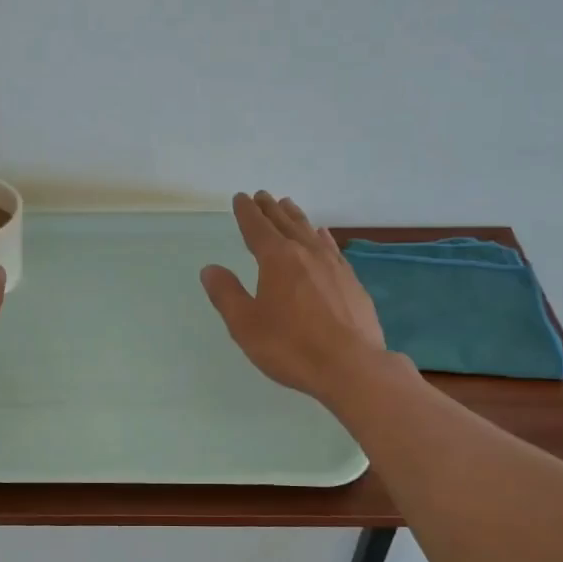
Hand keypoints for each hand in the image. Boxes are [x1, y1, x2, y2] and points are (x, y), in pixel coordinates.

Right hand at [200, 191, 389, 400]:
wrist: (351, 366)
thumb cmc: (291, 346)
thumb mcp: (246, 325)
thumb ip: (226, 294)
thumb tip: (210, 269)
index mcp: (277, 259)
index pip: (257, 228)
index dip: (247, 212)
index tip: (241, 198)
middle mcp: (306, 253)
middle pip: (285, 223)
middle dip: (270, 209)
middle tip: (262, 195)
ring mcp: (333, 265)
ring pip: (310, 231)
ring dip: (296, 217)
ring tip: (287, 205)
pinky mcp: (351, 281)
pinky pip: (331, 248)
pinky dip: (322, 237)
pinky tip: (322, 236)